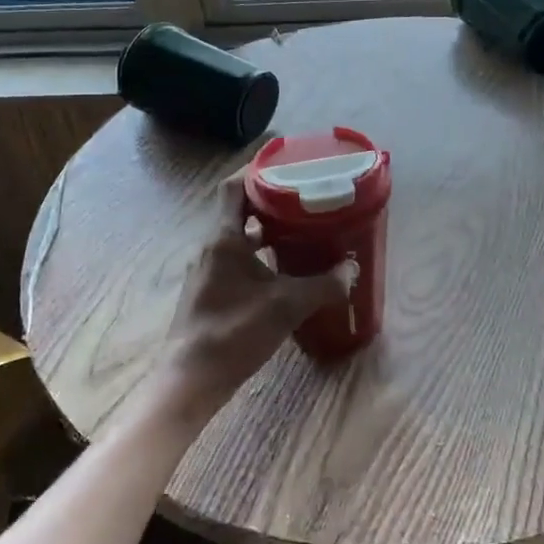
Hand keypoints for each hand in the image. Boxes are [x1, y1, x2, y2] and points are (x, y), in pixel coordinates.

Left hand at [160, 172, 358, 419]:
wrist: (191, 379)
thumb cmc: (234, 333)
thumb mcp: (286, 306)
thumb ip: (323, 285)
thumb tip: (352, 270)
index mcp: (224, 238)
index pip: (233, 187)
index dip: (256, 170)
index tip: (284, 164)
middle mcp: (211, 247)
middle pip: (238, 209)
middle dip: (269, 199)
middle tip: (303, 196)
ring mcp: (208, 270)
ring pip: (238, 236)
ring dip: (265, 229)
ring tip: (300, 228)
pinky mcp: (210, 291)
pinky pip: (236, 258)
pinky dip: (259, 254)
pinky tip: (283, 269)